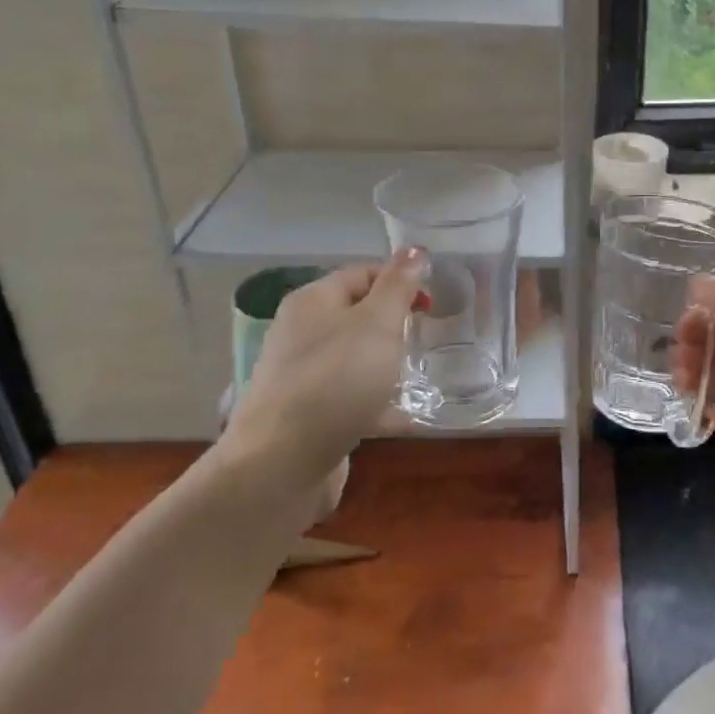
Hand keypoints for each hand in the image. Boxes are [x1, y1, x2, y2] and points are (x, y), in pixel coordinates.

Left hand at [226, 250, 426, 477]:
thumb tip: (415, 250)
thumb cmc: (336, 381)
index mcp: (314, 300)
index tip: (432, 307)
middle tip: (427, 339)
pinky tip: (404, 417)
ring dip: (387, 364)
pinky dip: (377, 402)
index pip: (364, 273)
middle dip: (395, 325)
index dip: (401, 282)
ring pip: (355, 357)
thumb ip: (399, 286)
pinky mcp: (307, 414)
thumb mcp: (378, 323)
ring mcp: (301, 375)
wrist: (282, 464)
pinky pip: (350, 397)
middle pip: (358, 315)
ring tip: (419, 377)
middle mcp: (302, 332)